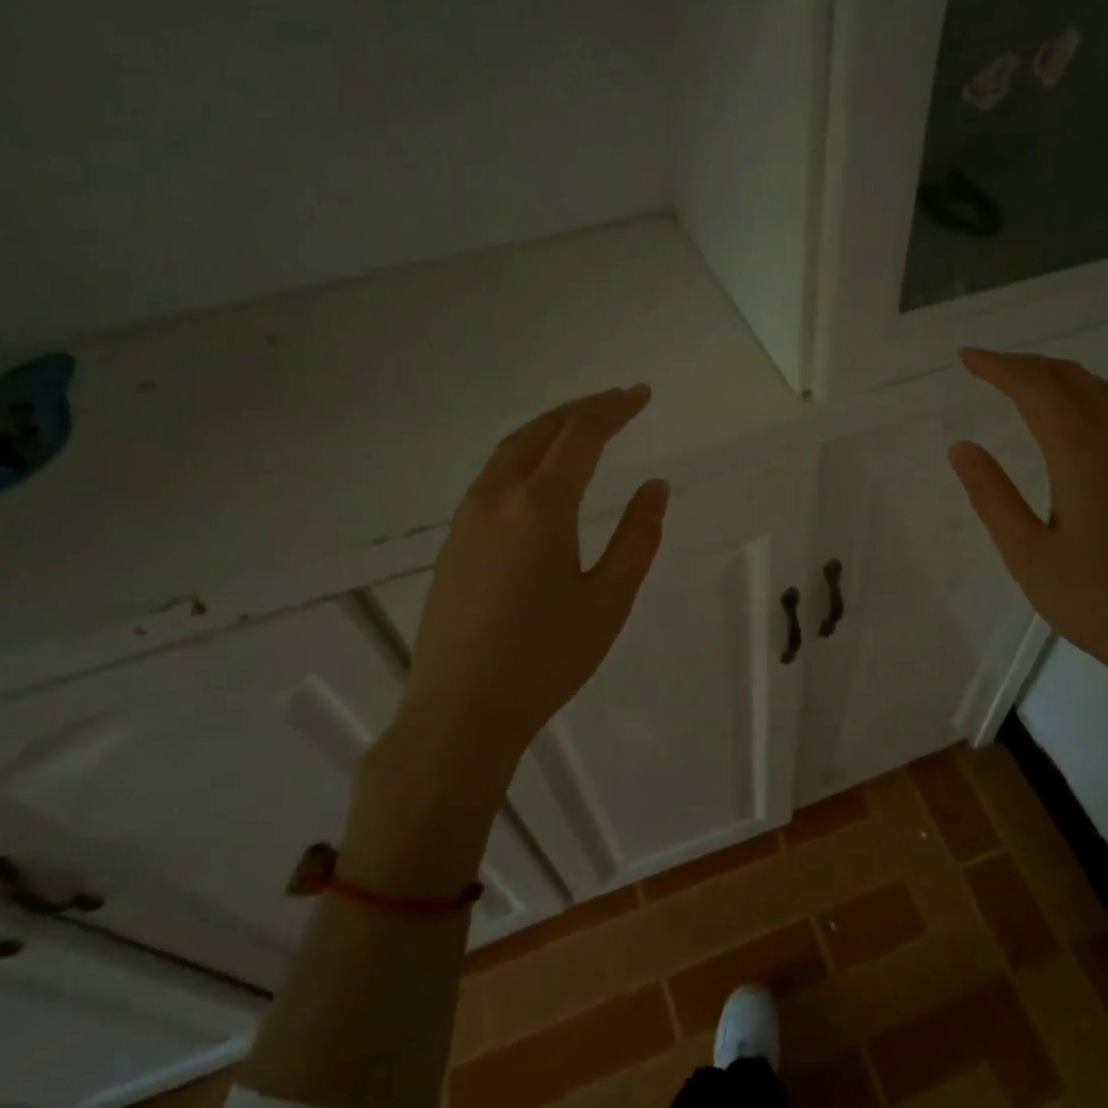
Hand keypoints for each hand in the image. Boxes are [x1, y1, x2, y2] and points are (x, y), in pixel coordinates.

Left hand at [343, 386, 668, 891]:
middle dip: (579, 409)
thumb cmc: (546, 659)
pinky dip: (524, 458)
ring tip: (582, 429)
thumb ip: (637, 538)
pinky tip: (540, 478)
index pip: (580, 435)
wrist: (460, 712)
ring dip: (548, 430)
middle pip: (538, 431)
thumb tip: (655, 487)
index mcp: (540, 506)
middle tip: (615, 402)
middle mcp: (496, 498)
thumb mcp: (608, 601)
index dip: (613, 408)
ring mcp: (466, 519)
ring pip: (508, 452)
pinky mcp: (453, 544)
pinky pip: (492, 478)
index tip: (641, 394)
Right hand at [948, 348, 1107, 762]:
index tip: (965, 358)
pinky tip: (1066, 415)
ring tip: (1019, 380)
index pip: (1038, 391)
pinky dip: (1081, 393)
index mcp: (1082, 459)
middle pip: (1072, 380)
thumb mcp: (1027, 555)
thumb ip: (992, 496)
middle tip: (983, 366)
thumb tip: (961, 446)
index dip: (1000, 368)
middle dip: (1025, 364)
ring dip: (1056, 375)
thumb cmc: (1094, 603)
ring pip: (1099, 391)